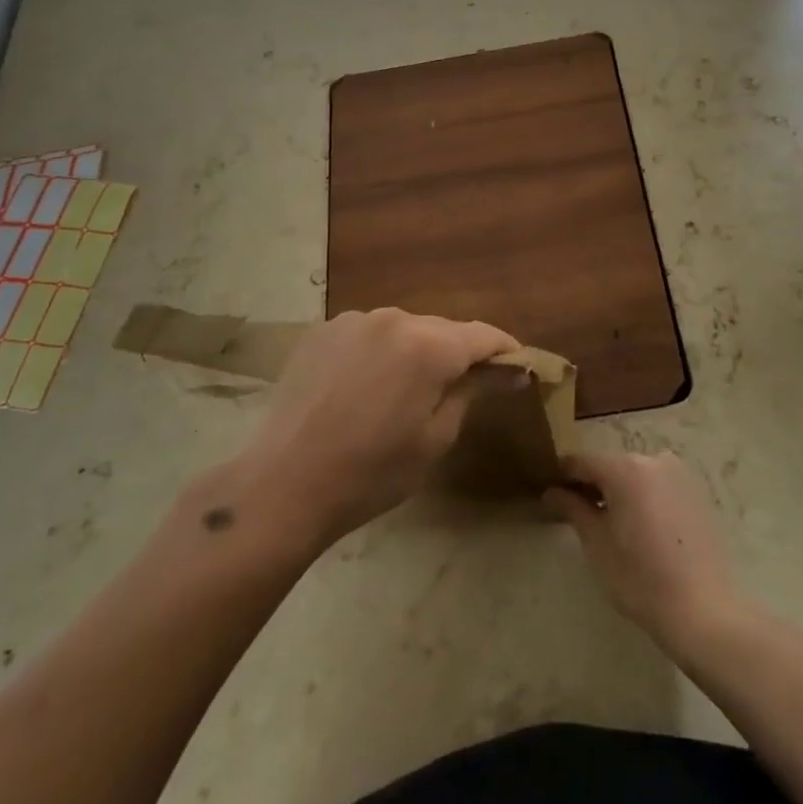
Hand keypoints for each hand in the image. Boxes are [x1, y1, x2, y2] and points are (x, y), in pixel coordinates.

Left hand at [217, 308, 516, 554]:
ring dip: (416, 351)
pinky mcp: (322, 330)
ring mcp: (353, 320)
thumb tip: (509, 371)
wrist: (283, 485)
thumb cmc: (371, 473)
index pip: (482, 335)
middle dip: (459, 353)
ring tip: (408, 390)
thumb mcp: (435, 438)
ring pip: (404, 329)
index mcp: (428, 345)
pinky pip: (368, 334)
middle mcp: (394, 318)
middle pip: (442, 329)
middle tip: (465, 386)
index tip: (519, 367)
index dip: (506, 349)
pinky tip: (366, 386)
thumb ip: (472, 391)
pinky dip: (380, 352)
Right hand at [545, 450, 741, 653]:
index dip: (562, 477)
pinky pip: (659, 485)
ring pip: (636, 475)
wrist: (702, 609)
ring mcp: (679, 474)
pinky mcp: (696, 492)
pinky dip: (644, 497)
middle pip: (611, 465)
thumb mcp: (596, 543)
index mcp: (625, 467)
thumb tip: (551, 491)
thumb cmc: (639, 577)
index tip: (550, 494)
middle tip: (577, 514)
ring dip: (620, 491)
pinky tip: (642, 529)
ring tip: (610, 525)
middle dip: (592, 485)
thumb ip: (571, 508)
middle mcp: (653, 459)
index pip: (582, 462)